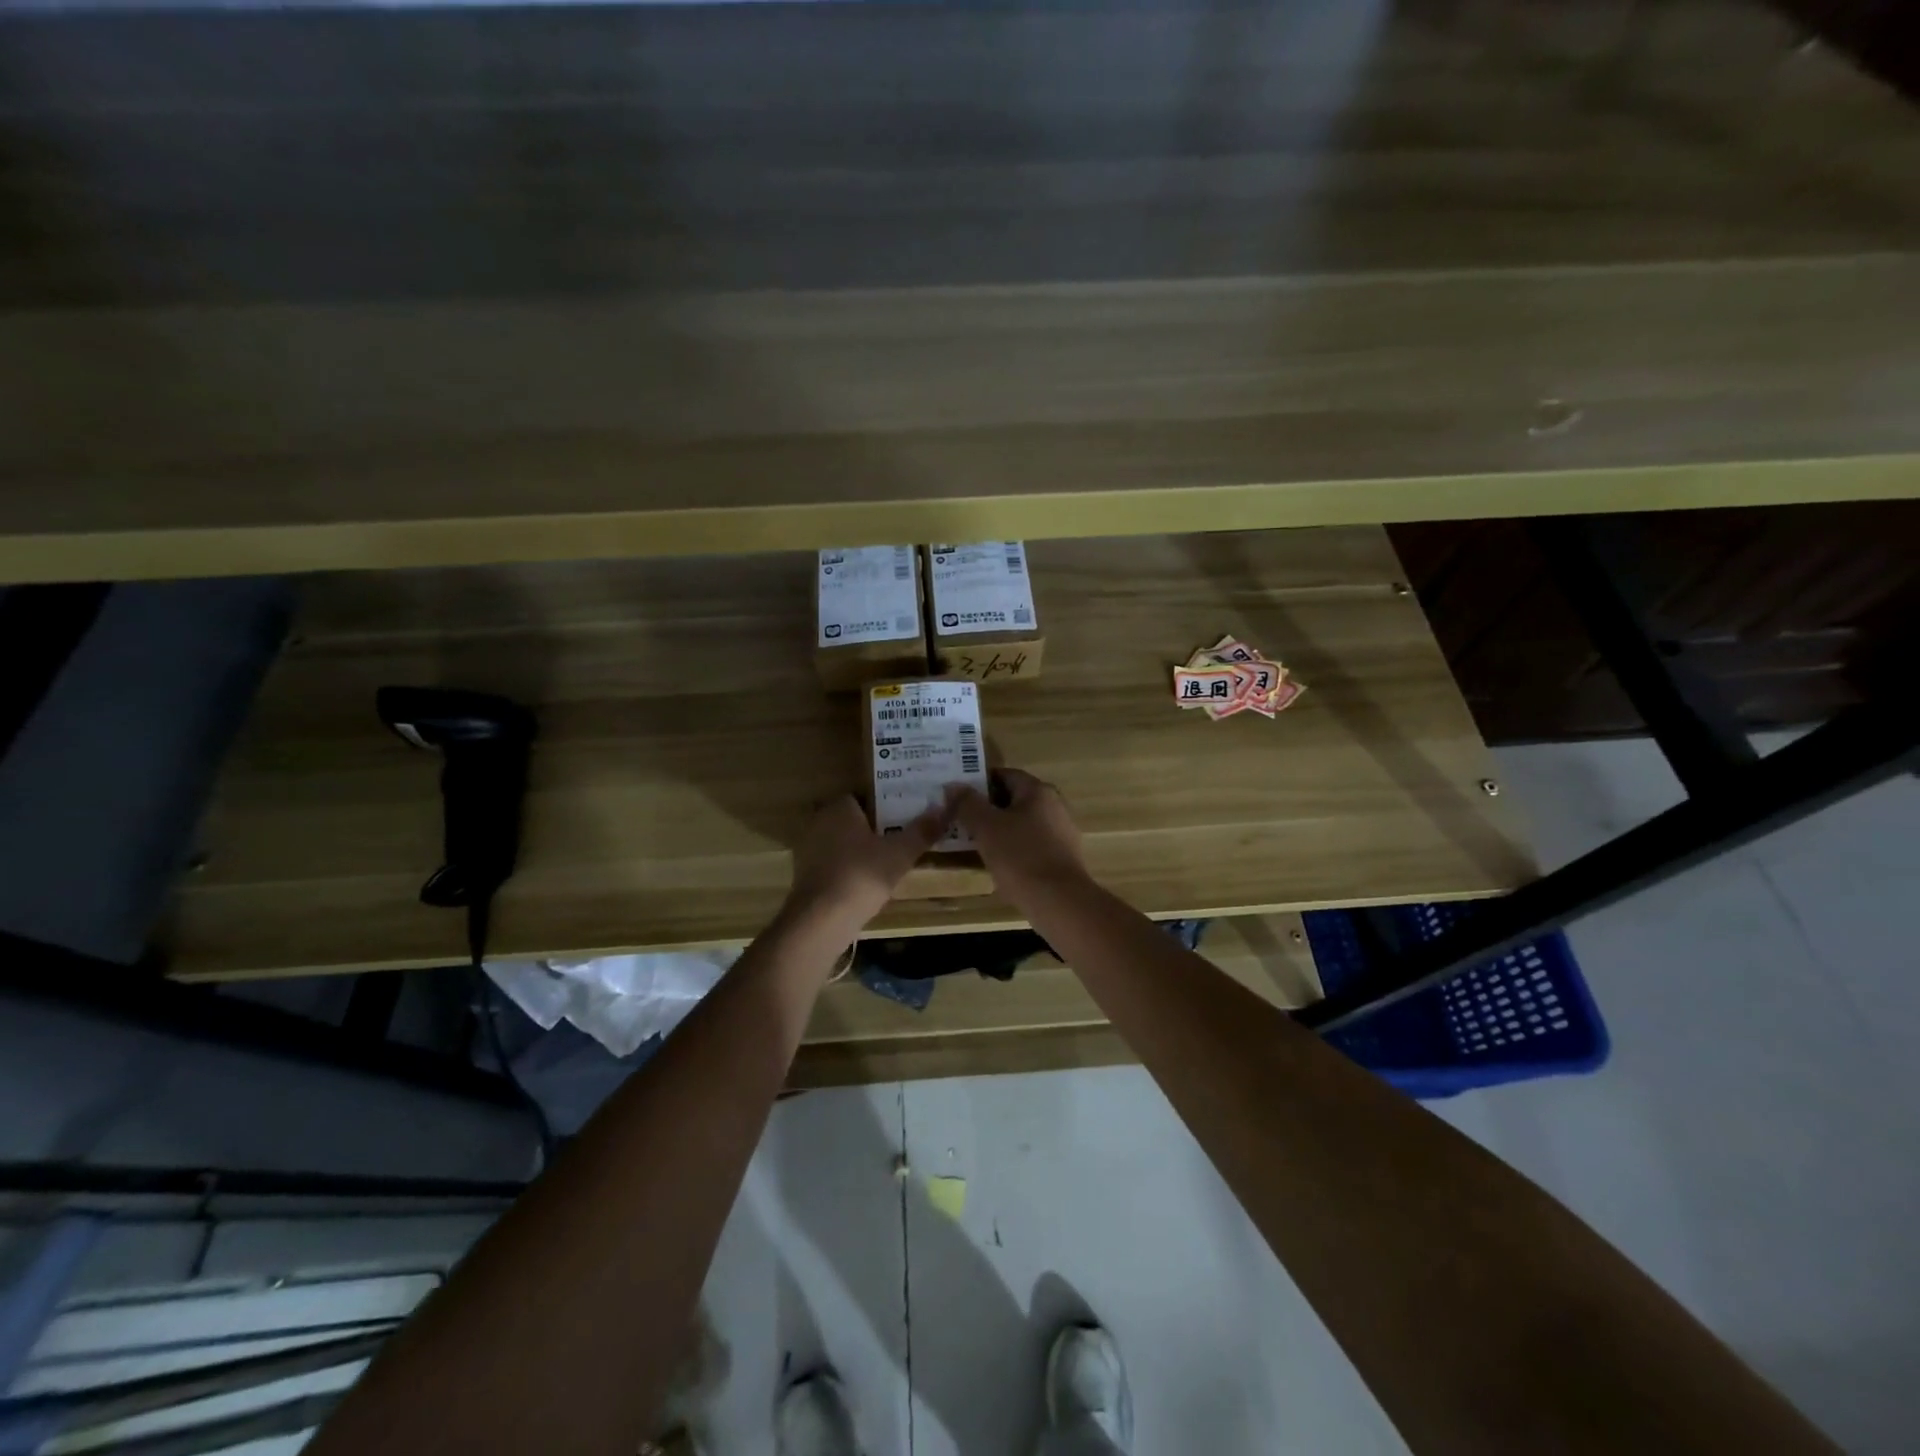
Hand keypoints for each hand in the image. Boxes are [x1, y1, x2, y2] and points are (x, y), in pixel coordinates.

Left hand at [786, 794, 950, 932]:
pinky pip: (835, 865)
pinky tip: (868, 884)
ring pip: (844, 844)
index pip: (863, 797)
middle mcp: (819, 823)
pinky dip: (850, 870)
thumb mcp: (900, 853)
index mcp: (839, 809)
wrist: (821, 921)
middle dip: (875, 829)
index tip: (905, 816)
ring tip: (891, 862)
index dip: (885, 805)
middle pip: (854, 821)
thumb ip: (922, 830)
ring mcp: (809, 851)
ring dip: (862, 852)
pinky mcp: (806, 877)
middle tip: (903, 838)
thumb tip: (944, 807)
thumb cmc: (861, 876)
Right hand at [947, 768, 1089, 901]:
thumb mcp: (986, 827)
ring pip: (1022, 823)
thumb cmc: (1020, 857)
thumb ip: (967, 803)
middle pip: (1014, 799)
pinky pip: (1031, 844)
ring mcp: (1061, 832)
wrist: (1059, 902)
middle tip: (960, 820)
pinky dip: (1013, 848)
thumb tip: (953, 786)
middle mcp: (1055, 805)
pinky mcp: (1062, 857)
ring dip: (999, 830)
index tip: (957, 796)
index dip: (979, 782)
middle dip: (987, 808)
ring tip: (974, 843)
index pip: (1004, 775)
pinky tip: (998, 864)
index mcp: (1038, 791)